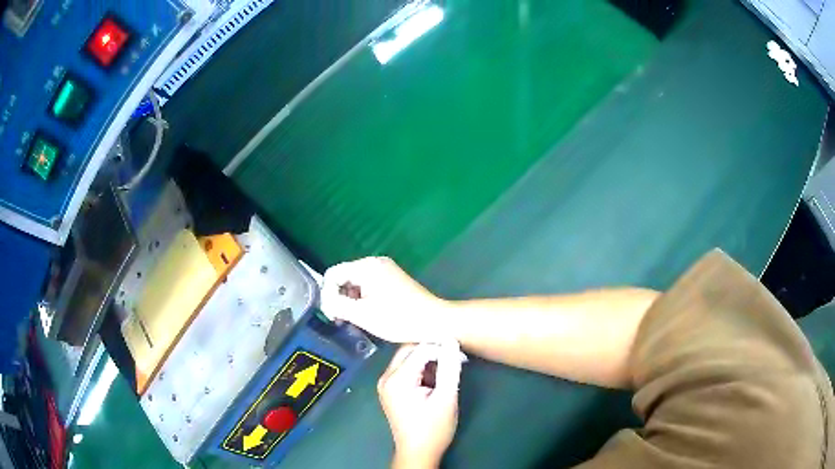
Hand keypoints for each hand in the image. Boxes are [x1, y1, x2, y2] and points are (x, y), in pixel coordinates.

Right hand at [321, 257, 448, 342]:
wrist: (435, 321)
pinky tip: (367, 314)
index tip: (332, 315)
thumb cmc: (398, 319)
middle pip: (344, 277)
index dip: (327, 294)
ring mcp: (386, 270)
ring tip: (355, 320)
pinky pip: (369, 285)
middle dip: (339, 297)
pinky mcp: (393, 279)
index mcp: (367, 266)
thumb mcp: (363, 315)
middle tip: (341, 320)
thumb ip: (338, 305)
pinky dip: (363, 299)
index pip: (333, 274)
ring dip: (351, 300)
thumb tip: (325, 302)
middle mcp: (375, 262)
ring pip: (356, 282)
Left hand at [378, 343, 462, 468]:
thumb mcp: (446, 397)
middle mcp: (386, 377)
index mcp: (397, 379)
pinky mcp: (389, 390)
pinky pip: (404, 369)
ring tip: (446, 371)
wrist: (417, 452)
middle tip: (454, 360)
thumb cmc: (433, 428)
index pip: (421, 349)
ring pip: (407, 358)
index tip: (461, 359)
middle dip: (433, 351)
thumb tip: (452, 340)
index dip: (443, 349)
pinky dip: (420, 369)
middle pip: (409, 350)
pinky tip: (434, 379)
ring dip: (427, 360)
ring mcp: (385, 384)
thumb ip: (449, 367)